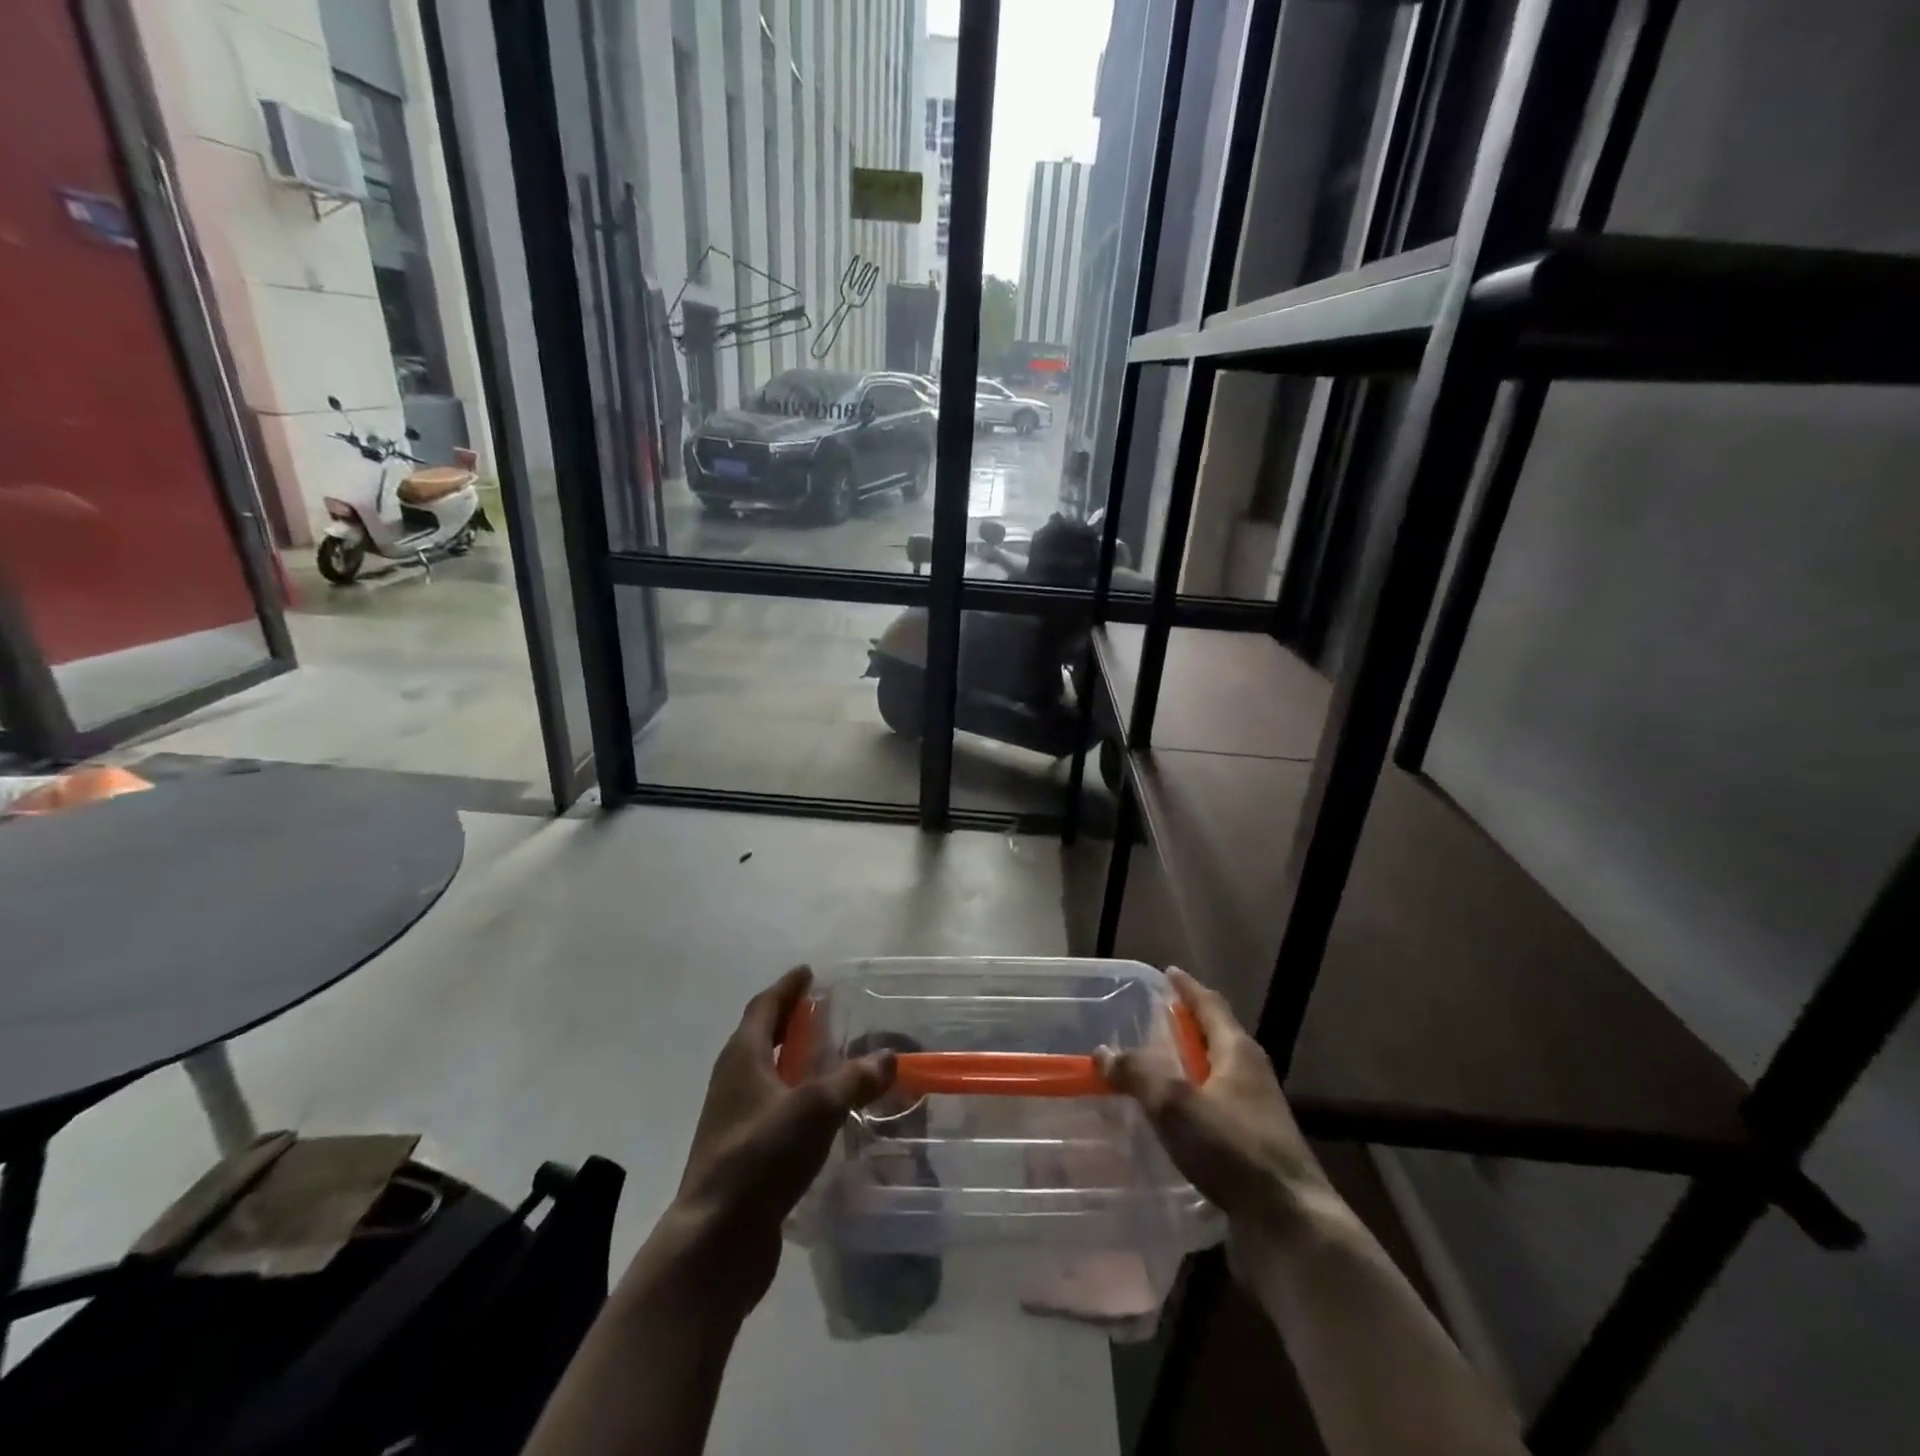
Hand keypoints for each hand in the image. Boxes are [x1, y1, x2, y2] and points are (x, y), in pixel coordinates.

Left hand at [643, 966, 895, 1318]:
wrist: (716, 1240)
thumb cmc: (760, 1158)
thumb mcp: (815, 1109)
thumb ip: (854, 1079)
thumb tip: (888, 1056)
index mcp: (743, 1058)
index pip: (764, 1007)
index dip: (787, 988)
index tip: (807, 972)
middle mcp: (733, 1082)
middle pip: (761, 1037)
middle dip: (790, 1020)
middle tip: (821, 1010)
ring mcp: (733, 1119)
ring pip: (766, 1075)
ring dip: (792, 1060)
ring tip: (827, 1058)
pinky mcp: (741, 1154)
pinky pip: (771, 1109)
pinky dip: (794, 1097)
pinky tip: (820, 1114)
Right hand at [1097, 968, 1333, 1242]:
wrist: (1290, 1226)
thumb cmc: (1234, 1149)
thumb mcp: (1176, 1104)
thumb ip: (1137, 1073)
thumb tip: (1103, 1051)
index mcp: (1238, 1052)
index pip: (1210, 1005)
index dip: (1187, 988)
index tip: (1167, 973)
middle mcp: (1251, 1075)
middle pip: (1214, 1038)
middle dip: (1183, 1028)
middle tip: (1147, 1022)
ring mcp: (1255, 1114)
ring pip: (1213, 1077)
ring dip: (1184, 1069)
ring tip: (1149, 1070)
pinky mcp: (1252, 1149)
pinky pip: (1213, 1112)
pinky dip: (1189, 1106)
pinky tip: (1167, 1122)